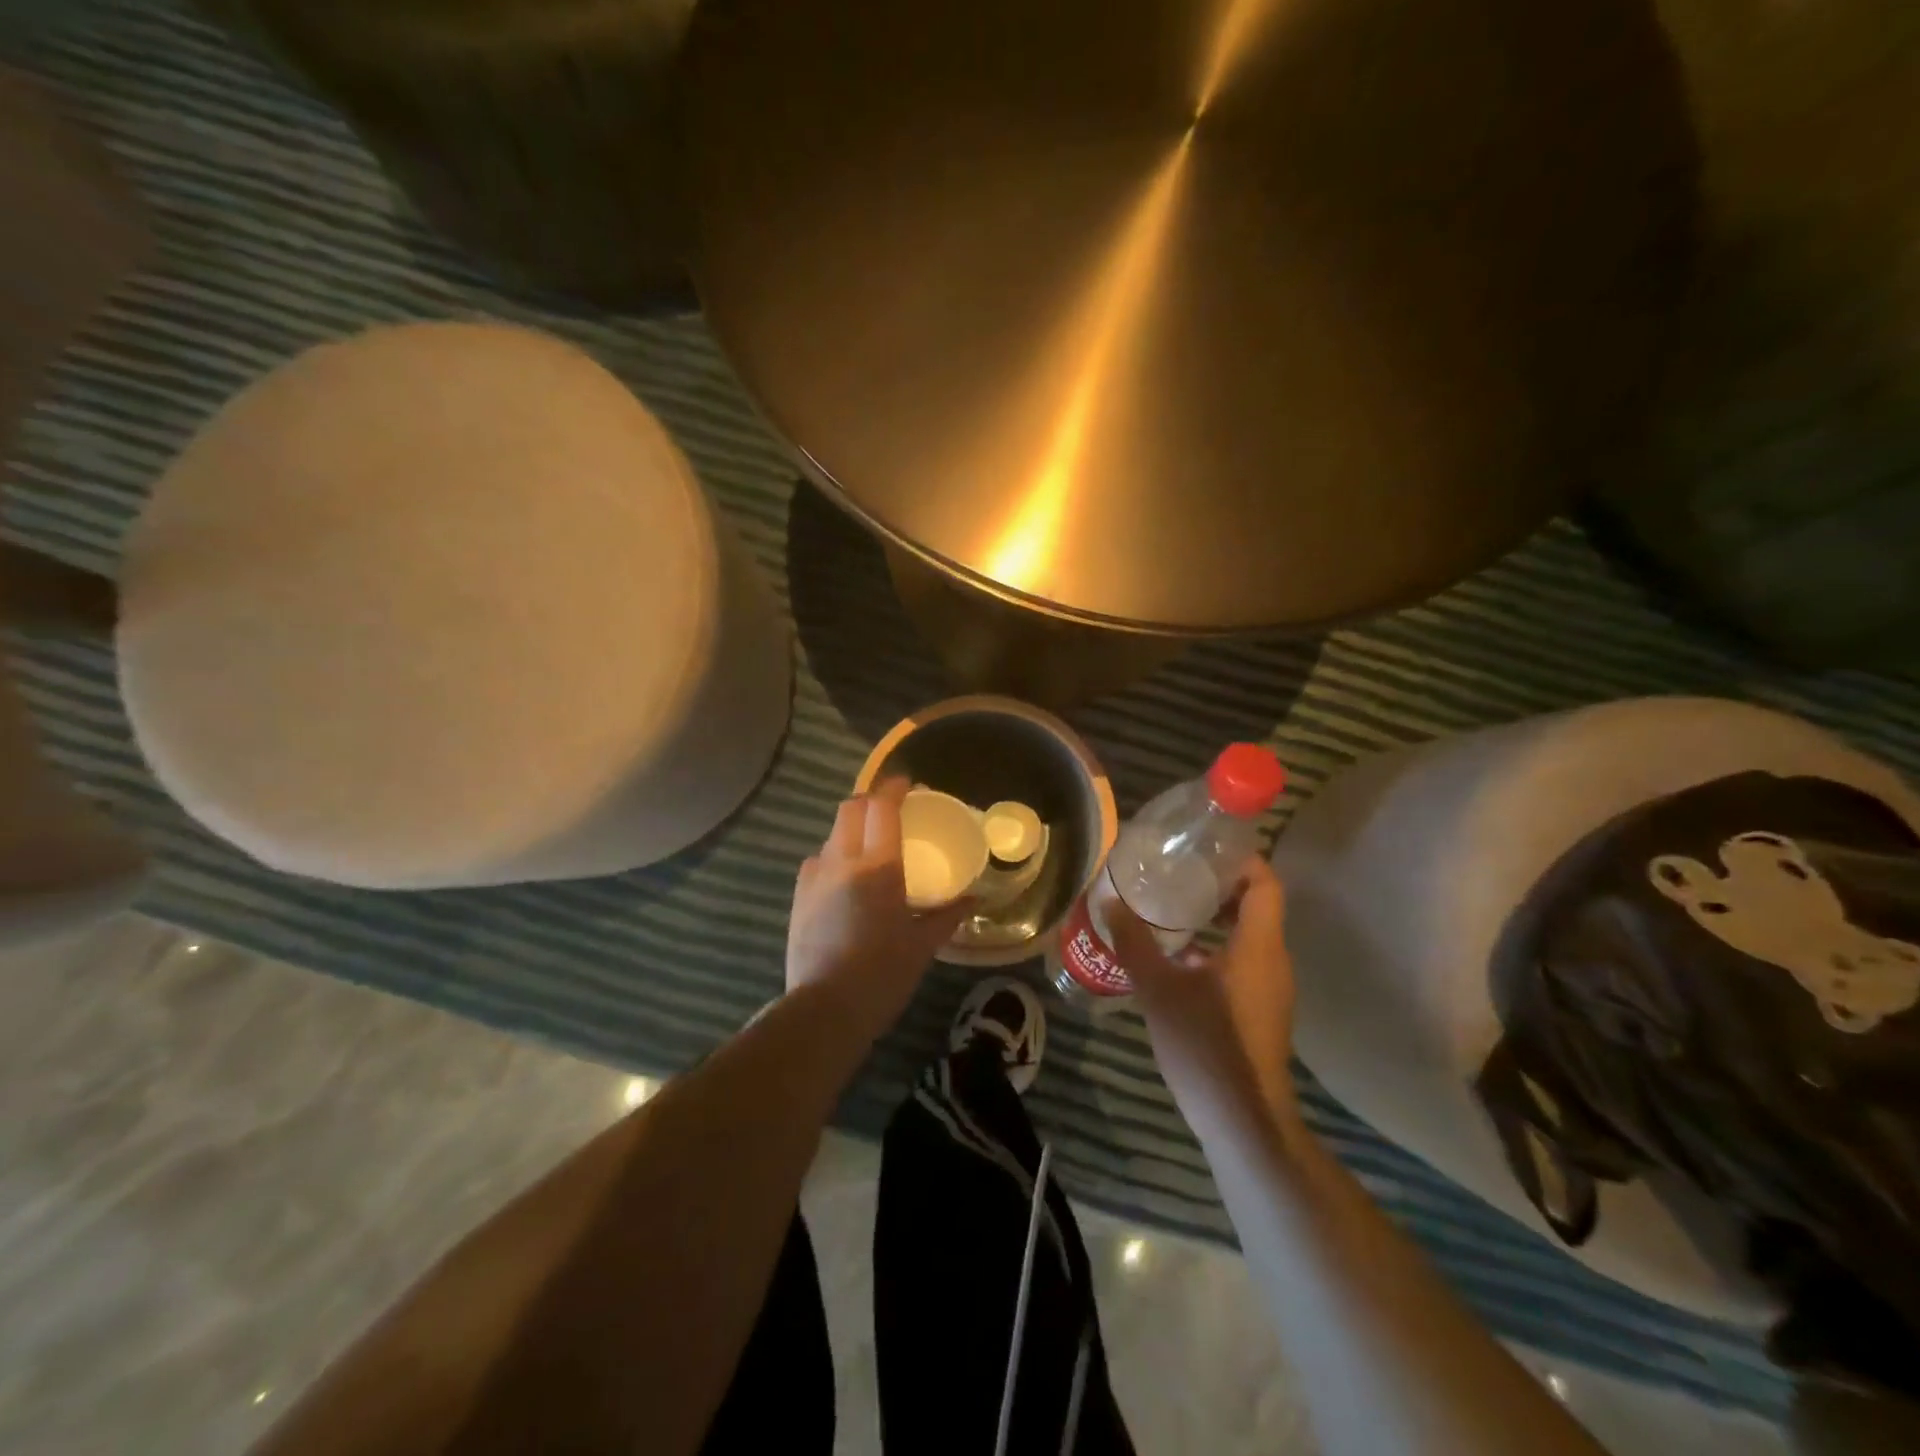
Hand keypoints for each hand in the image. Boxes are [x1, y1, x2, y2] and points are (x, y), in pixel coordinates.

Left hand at [786, 778, 970, 1042]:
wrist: (824, 1010)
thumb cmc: (882, 975)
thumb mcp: (922, 945)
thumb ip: (947, 915)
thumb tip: (974, 899)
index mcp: (878, 868)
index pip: (882, 808)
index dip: (893, 788)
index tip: (907, 783)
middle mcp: (842, 861)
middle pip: (850, 809)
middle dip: (870, 800)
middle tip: (889, 809)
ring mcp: (814, 878)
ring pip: (832, 834)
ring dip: (851, 828)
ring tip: (868, 845)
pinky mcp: (798, 897)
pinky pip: (817, 860)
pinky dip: (834, 855)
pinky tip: (845, 877)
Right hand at [1108, 858, 1298, 1128]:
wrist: (1243, 1122)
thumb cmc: (1206, 1045)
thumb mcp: (1159, 988)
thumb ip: (1134, 942)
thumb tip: (1109, 901)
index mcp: (1258, 945)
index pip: (1265, 882)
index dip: (1240, 858)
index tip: (1204, 847)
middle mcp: (1273, 960)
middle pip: (1257, 905)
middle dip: (1220, 885)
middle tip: (1177, 873)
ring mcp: (1270, 989)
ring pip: (1248, 936)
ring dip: (1215, 918)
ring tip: (1171, 908)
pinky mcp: (1260, 1011)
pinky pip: (1243, 962)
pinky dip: (1216, 949)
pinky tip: (1176, 959)